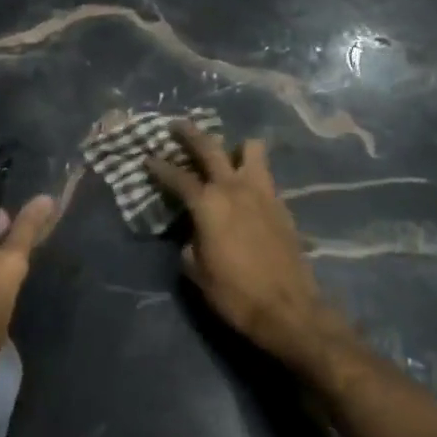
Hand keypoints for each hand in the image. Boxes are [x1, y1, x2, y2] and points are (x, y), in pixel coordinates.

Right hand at [145, 124, 336, 370]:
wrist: (289, 309)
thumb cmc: (235, 293)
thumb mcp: (197, 271)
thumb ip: (190, 242)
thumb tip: (192, 232)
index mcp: (208, 203)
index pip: (177, 177)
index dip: (159, 167)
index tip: (147, 158)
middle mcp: (234, 188)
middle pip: (210, 147)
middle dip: (190, 134)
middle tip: (176, 126)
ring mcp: (262, 192)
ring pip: (250, 149)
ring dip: (235, 148)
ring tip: (226, 154)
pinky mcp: (282, 205)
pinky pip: (264, 175)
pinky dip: (253, 173)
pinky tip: (246, 187)